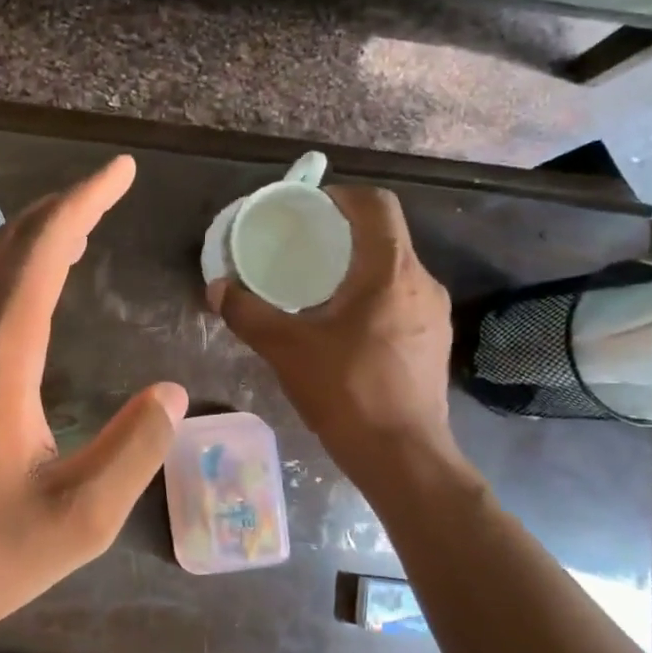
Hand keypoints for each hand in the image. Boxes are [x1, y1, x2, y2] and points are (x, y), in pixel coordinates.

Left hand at [0, 156, 187, 652]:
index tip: (118, 172)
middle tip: (100, 196)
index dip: (81, 204)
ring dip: (26, 241)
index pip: (40, 255)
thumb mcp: (77, 520)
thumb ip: (133, 450)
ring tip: (72, 234)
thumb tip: (170, 393)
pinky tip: (21, 295)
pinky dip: (2, 275)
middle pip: (3, 248)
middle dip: (56, 211)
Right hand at [209, 186, 454, 456]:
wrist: (403, 456)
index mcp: (390, 271)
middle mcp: (422, 283)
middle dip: (344, 234)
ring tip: (319, 287)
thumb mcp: (286, 349)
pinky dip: (373, 297)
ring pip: (394, 271)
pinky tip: (345, 326)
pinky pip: (402, 300)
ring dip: (359, 268)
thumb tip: (217, 288)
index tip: (309, 208)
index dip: (343, 196)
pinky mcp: (434, 341)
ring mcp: (434, 314)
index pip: (376, 206)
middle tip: (303, 248)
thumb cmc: (347, 392)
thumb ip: (248, 313)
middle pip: (386, 237)